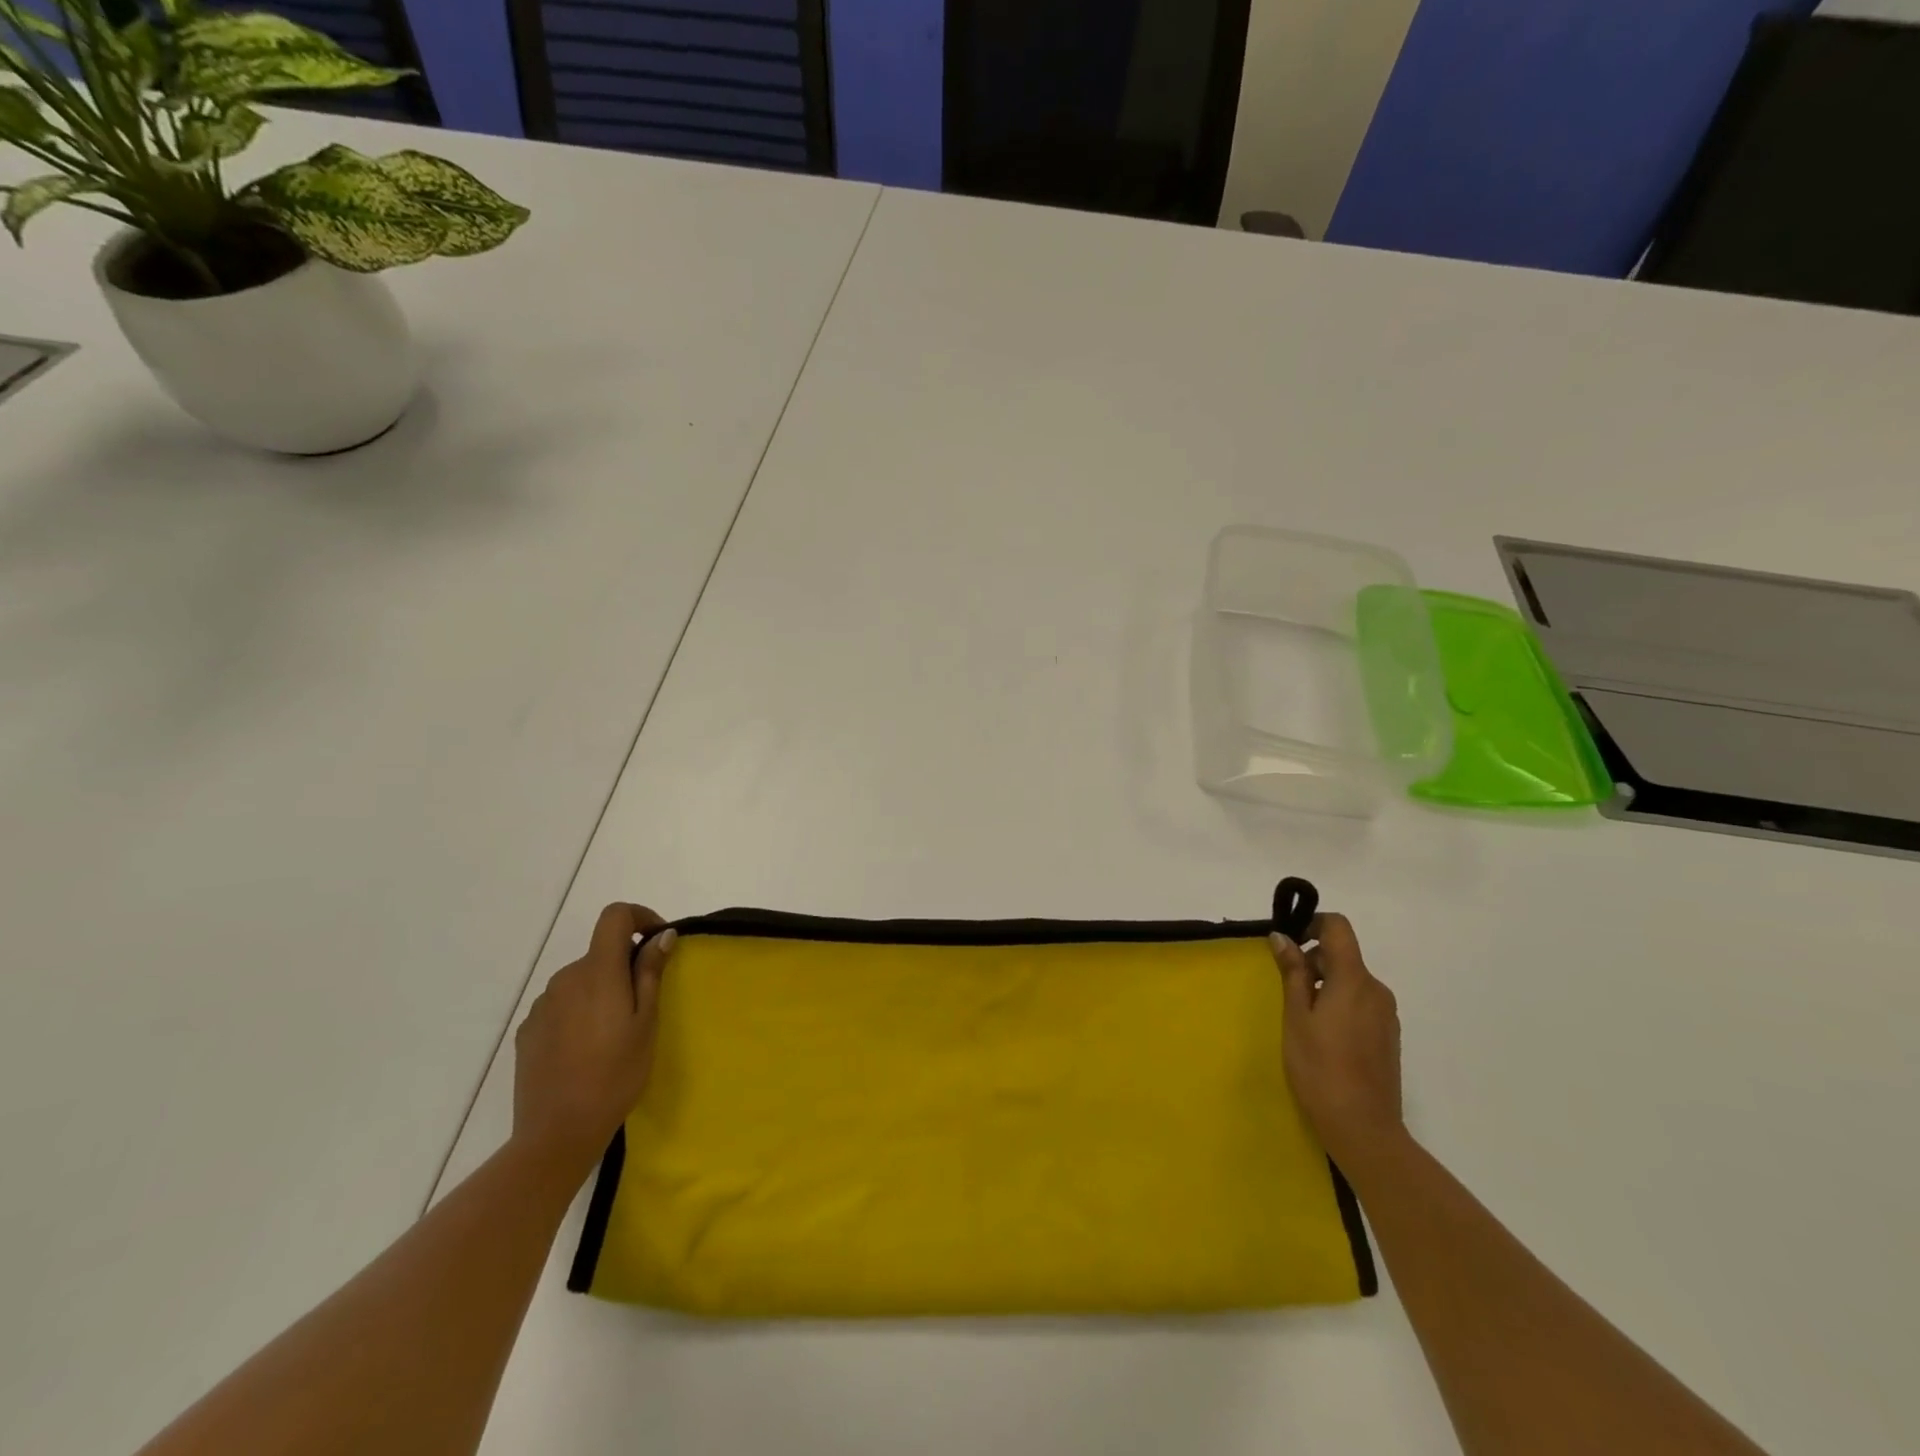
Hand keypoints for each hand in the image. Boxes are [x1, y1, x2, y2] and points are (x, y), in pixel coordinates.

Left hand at [512, 903, 676, 1178]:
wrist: (557, 1133)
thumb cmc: (615, 1075)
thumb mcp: (646, 1022)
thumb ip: (650, 973)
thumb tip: (661, 936)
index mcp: (598, 971)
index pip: (614, 916)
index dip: (639, 917)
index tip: (657, 941)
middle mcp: (565, 978)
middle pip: (599, 953)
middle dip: (624, 965)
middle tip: (644, 1004)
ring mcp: (542, 1005)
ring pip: (580, 981)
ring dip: (601, 991)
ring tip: (614, 1033)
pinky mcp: (528, 1031)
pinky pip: (561, 1006)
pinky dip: (579, 1012)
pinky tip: (586, 1049)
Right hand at [1270, 913, 1403, 1168]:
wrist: (1364, 1129)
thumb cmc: (1320, 1068)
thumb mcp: (1296, 1017)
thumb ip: (1293, 973)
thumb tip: (1282, 937)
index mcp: (1354, 980)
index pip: (1338, 927)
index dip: (1312, 924)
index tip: (1288, 944)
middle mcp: (1377, 990)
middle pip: (1343, 955)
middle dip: (1313, 962)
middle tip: (1286, 991)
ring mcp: (1386, 1014)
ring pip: (1351, 981)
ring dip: (1325, 985)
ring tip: (1302, 1018)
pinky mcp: (1388, 1036)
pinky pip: (1361, 1003)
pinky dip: (1339, 1005)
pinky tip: (1324, 1037)